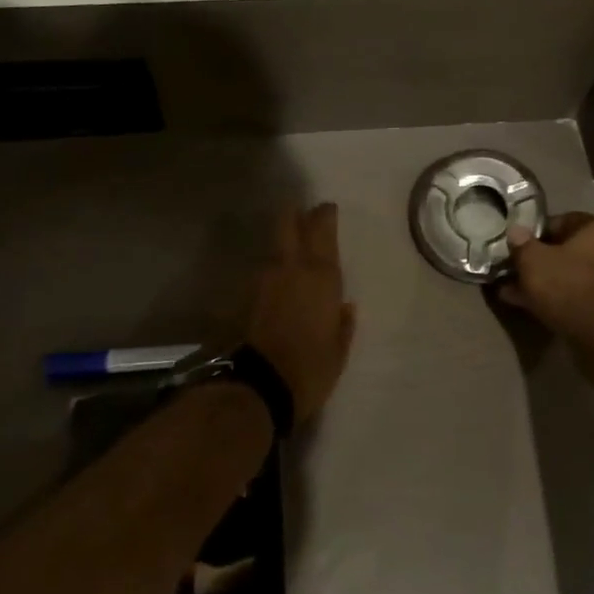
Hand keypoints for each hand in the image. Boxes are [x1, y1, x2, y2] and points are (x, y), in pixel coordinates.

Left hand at [246, 204, 355, 424]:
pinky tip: (281, 275)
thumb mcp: (339, 348)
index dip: (324, 214)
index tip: (328, 208)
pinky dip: (274, 264)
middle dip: (296, 214)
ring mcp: (266, 278)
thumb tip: (345, 307)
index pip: (321, 229)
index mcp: (321, 275)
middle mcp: (292, 266)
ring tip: (294, 242)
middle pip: (288, 223)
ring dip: (284, 238)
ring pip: (275, 243)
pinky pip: (266, 267)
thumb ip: (343, 324)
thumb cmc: (312, 366)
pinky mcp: (249, 294)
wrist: (261, 384)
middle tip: (305, 213)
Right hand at [499, 213, 593, 339]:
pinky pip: (584, 299)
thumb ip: (522, 245)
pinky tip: (538, 312)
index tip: (516, 250)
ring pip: (574, 277)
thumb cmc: (570, 286)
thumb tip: (515, 231)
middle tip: (515, 276)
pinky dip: (563, 303)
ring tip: (518, 297)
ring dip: (548, 286)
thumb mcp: (534, 262)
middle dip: (540, 264)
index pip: (561, 222)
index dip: (534, 235)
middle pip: (569, 252)